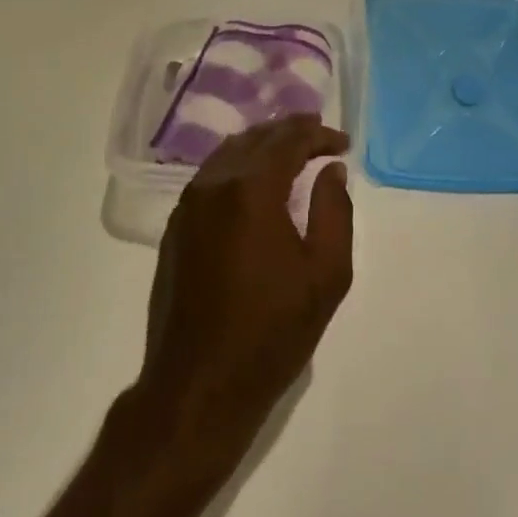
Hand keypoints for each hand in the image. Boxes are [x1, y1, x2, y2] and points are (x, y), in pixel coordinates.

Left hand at [136, 116, 353, 480]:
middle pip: (255, 138)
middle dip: (290, 131)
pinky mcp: (176, 227)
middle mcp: (213, 184)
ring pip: (228, 153)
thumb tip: (330, 170)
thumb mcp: (325, 274)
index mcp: (251, 190)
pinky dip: (238, 166)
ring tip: (291, 151)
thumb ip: (334, 211)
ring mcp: (188, 205)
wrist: (199, 385)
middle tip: (319, 135)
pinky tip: (254, 182)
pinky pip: (210, 176)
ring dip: (262, 145)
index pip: (287, 140)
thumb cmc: (271, 332)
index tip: (342, 143)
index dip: (317, 135)